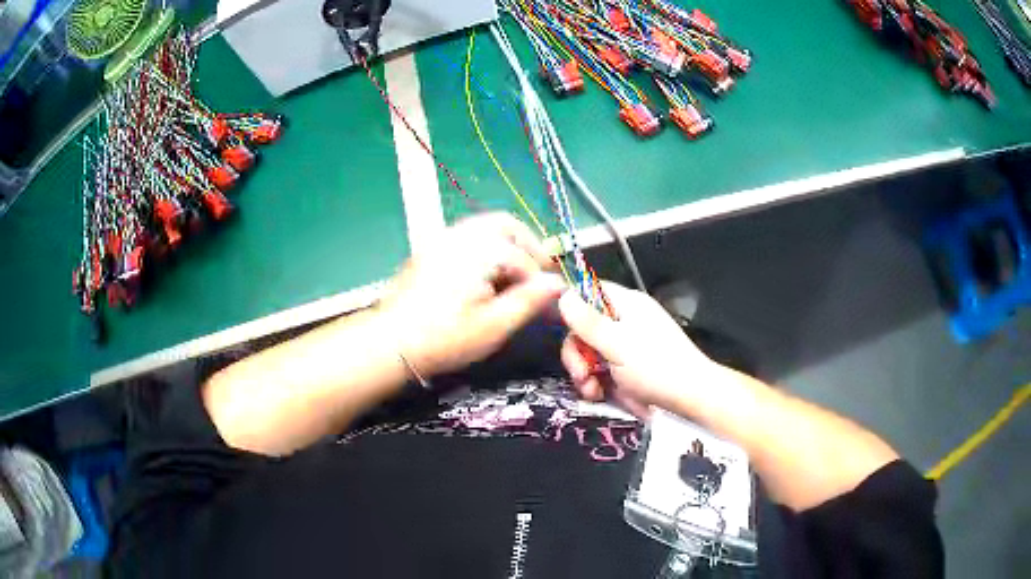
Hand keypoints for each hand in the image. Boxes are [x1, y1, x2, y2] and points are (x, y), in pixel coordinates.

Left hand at [377, 213, 564, 376]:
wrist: (391, 341)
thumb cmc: (444, 338)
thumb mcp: (494, 326)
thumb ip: (529, 301)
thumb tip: (558, 285)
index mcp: (479, 250)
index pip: (523, 256)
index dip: (540, 279)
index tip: (548, 300)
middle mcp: (461, 234)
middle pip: (506, 225)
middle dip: (529, 246)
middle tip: (539, 273)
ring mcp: (442, 238)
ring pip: (486, 227)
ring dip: (508, 246)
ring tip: (516, 277)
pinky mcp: (430, 249)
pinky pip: (467, 236)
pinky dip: (487, 248)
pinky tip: (487, 277)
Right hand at [558, 282, 720, 415]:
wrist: (691, 398)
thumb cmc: (657, 368)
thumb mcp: (618, 345)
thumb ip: (588, 322)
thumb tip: (563, 294)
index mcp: (626, 304)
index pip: (588, 291)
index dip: (571, 307)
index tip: (561, 330)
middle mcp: (624, 320)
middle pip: (584, 326)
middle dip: (577, 352)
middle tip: (581, 374)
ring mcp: (626, 344)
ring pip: (590, 351)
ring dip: (584, 371)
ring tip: (592, 391)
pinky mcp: (627, 366)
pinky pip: (601, 368)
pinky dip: (596, 382)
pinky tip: (599, 395)